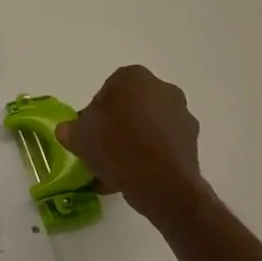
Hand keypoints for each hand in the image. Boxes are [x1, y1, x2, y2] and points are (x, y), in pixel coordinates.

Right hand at [56, 65, 209, 213]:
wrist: (162, 183)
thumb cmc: (116, 147)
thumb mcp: (79, 137)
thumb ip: (70, 129)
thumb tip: (68, 130)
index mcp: (133, 77)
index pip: (108, 89)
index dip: (95, 112)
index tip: (90, 132)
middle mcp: (162, 88)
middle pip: (131, 106)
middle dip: (118, 124)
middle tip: (103, 148)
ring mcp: (182, 115)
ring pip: (149, 125)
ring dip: (135, 141)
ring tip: (119, 169)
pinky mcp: (193, 141)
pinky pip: (163, 144)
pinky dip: (151, 155)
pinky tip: (136, 176)